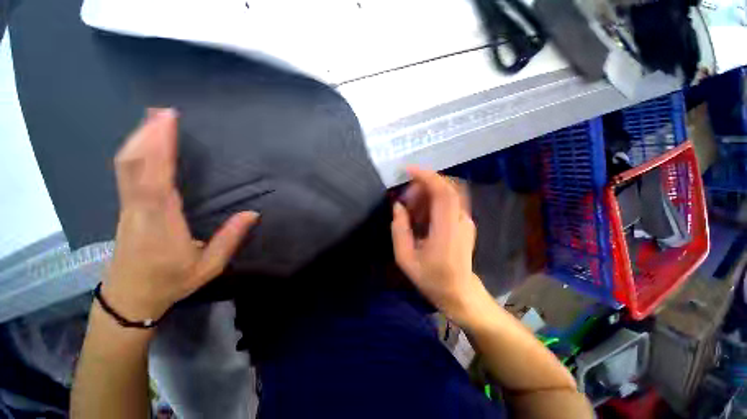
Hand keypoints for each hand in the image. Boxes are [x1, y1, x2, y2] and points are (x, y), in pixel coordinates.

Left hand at [103, 109, 257, 321]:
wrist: (129, 297)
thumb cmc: (170, 282)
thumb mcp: (209, 266)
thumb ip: (230, 238)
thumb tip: (252, 213)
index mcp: (161, 223)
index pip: (156, 179)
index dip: (159, 148)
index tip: (168, 121)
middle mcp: (139, 209)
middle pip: (134, 164)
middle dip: (147, 134)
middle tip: (163, 111)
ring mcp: (129, 207)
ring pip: (126, 166)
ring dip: (139, 139)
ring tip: (154, 119)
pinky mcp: (126, 207)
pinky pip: (127, 173)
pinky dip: (135, 152)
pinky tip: (145, 143)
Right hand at [391, 167, 488, 322]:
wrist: (459, 292)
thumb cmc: (431, 279)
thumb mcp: (405, 259)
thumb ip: (399, 230)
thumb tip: (398, 206)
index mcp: (446, 231)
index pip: (442, 193)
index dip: (426, 177)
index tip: (408, 170)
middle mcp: (461, 221)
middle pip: (447, 187)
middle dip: (423, 184)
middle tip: (406, 199)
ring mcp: (466, 221)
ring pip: (449, 192)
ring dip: (428, 192)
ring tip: (412, 208)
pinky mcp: (466, 222)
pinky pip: (450, 201)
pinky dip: (434, 200)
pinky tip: (423, 214)